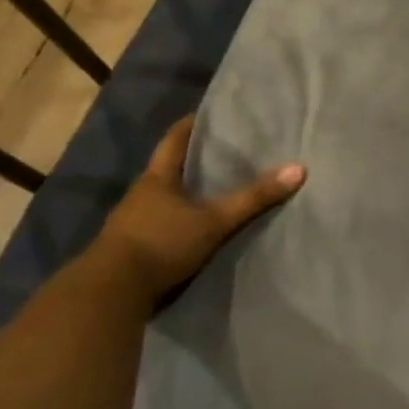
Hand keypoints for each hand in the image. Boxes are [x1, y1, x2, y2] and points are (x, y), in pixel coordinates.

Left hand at [91, 117, 303, 302]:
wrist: (110, 294)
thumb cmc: (161, 243)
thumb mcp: (214, 221)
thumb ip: (253, 198)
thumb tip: (299, 169)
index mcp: (157, 178)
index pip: (174, 139)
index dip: (191, 124)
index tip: (209, 114)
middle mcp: (140, 194)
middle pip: (168, 168)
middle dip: (192, 160)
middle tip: (222, 151)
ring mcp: (130, 222)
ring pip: (162, 198)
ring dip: (183, 194)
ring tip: (212, 190)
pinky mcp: (130, 249)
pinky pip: (158, 224)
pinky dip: (175, 220)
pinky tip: (192, 226)